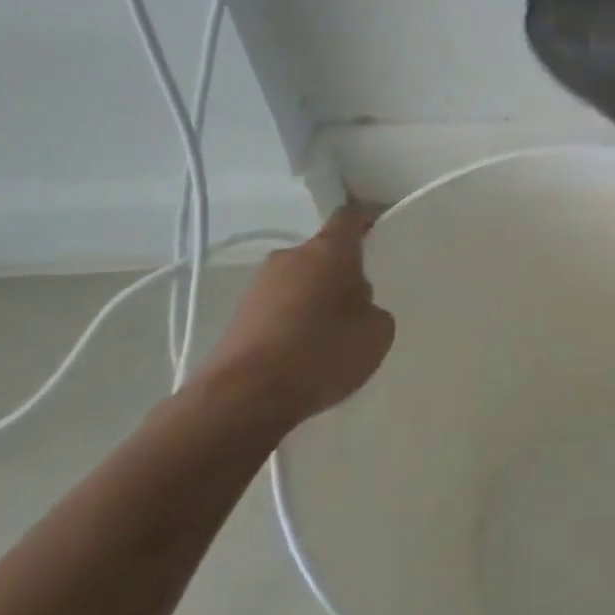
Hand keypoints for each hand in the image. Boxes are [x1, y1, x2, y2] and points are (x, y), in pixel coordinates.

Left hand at [195, 208, 395, 430]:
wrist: (243, 397)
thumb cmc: (322, 352)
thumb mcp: (377, 332)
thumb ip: (373, 308)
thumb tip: (355, 306)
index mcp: (328, 250)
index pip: (349, 217)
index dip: (365, 222)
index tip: (378, 236)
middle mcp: (290, 257)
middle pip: (322, 253)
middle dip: (339, 272)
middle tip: (357, 304)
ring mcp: (258, 286)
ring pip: (298, 281)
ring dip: (312, 298)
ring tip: (327, 336)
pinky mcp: (237, 316)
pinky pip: (276, 308)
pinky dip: (290, 322)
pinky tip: (300, 355)